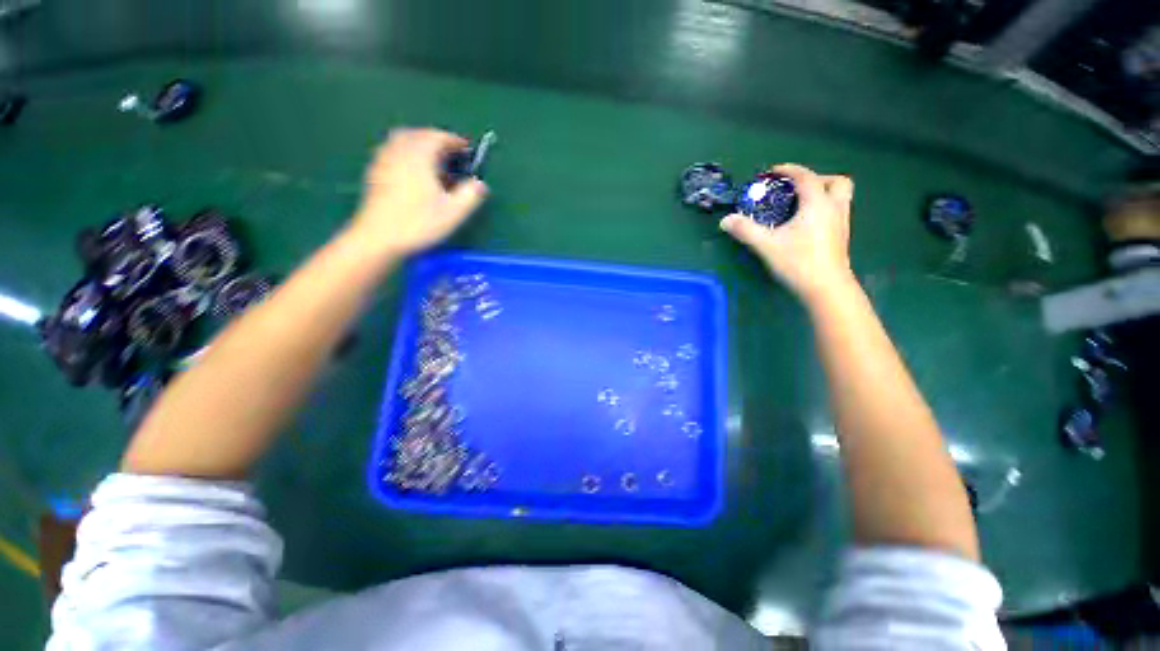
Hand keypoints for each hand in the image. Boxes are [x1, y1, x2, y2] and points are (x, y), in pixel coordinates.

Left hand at [351, 128, 488, 256]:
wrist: (378, 238)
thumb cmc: (418, 223)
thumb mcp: (453, 212)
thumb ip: (470, 195)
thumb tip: (481, 184)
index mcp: (418, 156)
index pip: (438, 137)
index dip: (455, 141)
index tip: (467, 149)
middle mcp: (398, 152)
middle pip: (417, 134)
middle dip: (435, 139)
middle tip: (449, 152)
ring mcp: (383, 162)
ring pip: (401, 141)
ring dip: (418, 144)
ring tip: (432, 160)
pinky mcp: (374, 174)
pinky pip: (391, 153)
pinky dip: (405, 155)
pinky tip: (411, 172)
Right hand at [720, 164, 855, 302]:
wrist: (826, 288)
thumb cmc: (798, 262)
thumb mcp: (766, 245)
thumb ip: (746, 230)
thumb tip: (725, 220)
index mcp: (817, 204)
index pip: (806, 177)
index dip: (789, 170)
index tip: (773, 172)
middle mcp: (834, 208)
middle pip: (836, 181)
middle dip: (816, 179)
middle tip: (795, 190)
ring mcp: (842, 223)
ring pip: (840, 196)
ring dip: (823, 193)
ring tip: (800, 206)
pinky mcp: (841, 236)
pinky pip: (837, 211)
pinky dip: (823, 209)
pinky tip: (806, 224)